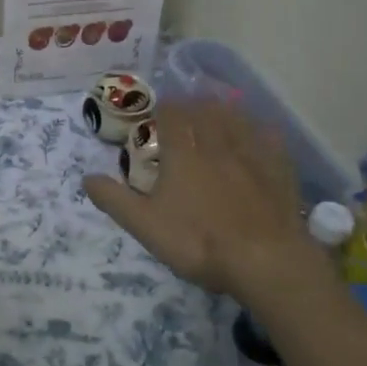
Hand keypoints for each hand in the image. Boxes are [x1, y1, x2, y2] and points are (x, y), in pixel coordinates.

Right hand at [83, 99, 321, 300]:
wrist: (265, 261)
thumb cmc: (199, 242)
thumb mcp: (146, 226)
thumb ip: (115, 200)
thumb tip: (86, 177)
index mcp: (183, 155)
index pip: (172, 116)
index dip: (165, 107)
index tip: (159, 109)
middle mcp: (217, 145)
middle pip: (206, 111)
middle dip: (195, 105)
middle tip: (188, 107)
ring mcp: (252, 156)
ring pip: (237, 119)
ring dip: (225, 111)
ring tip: (219, 110)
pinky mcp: (280, 171)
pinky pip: (270, 138)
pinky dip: (260, 130)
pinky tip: (260, 133)